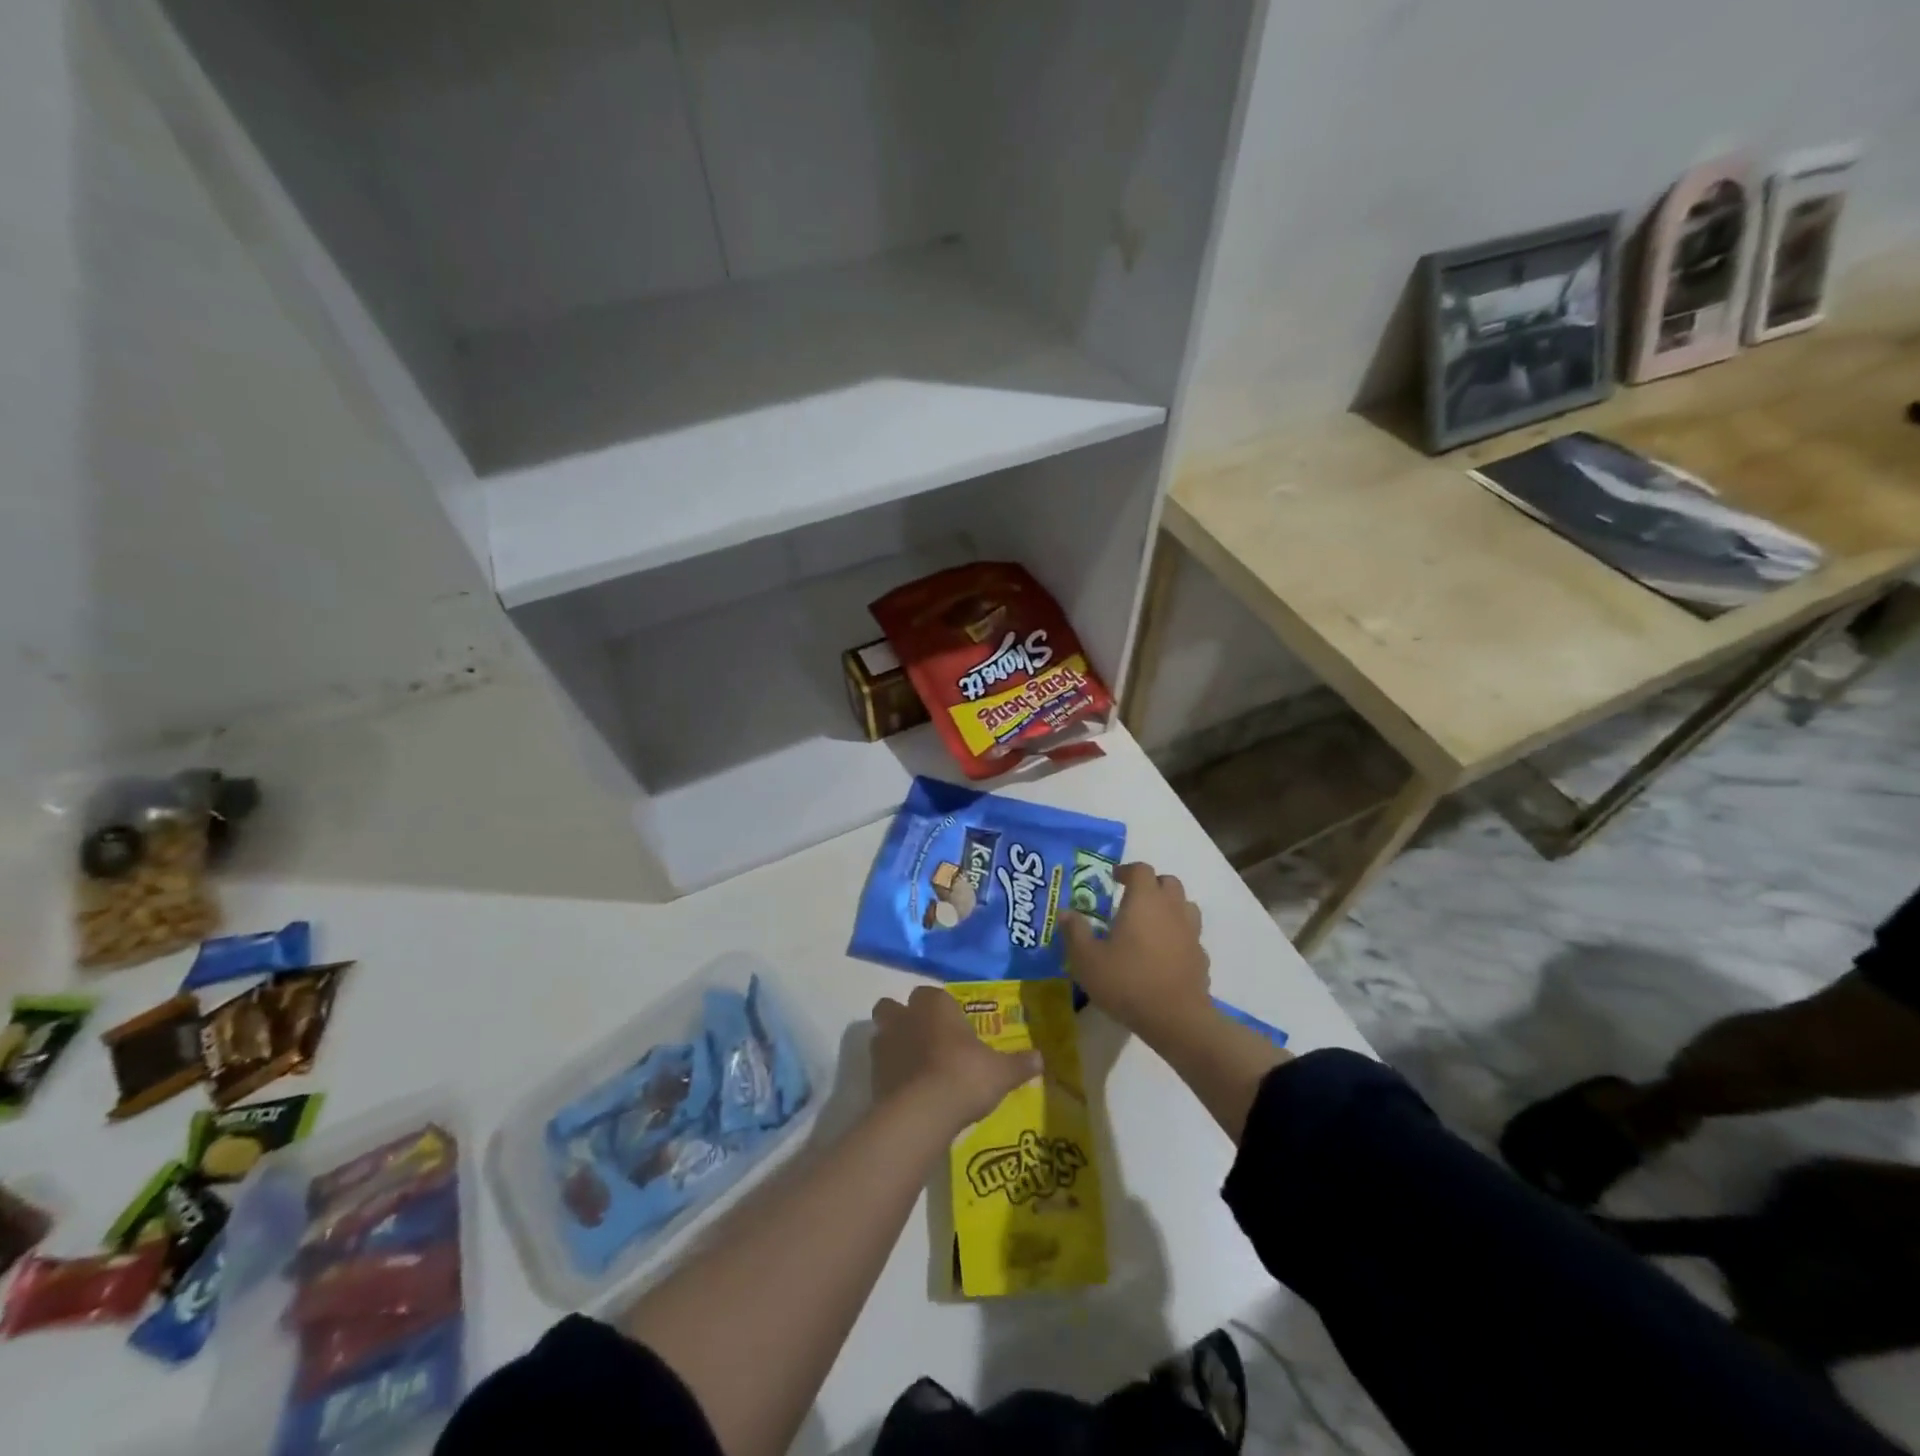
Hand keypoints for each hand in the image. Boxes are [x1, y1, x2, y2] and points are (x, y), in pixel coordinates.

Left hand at [871, 984, 1041, 1130]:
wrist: (922, 1112)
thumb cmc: (965, 1077)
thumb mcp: (1001, 1073)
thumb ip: (1019, 1064)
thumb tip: (1041, 1059)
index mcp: (935, 1005)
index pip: (933, 994)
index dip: (941, 1009)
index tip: (954, 1028)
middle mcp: (906, 1016)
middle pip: (894, 1006)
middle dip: (904, 1017)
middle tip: (925, 1040)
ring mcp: (885, 1043)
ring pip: (882, 1032)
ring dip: (893, 1044)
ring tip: (914, 1066)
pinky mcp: (872, 1073)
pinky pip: (879, 1065)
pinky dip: (890, 1073)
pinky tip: (906, 1091)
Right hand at [1061, 861, 1209, 1042]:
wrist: (1176, 1019)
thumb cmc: (1126, 981)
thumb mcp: (1086, 959)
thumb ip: (1075, 932)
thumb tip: (1066, 912)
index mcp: (1144, 901)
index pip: (1141, 870)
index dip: (1127, 870)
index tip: (1114, 879)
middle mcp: (1171, 909)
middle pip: (1168, 882)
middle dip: (1151, 885)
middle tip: (1133, 899)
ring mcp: (1191, 933)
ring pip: (1185, 906)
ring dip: (1170, 907)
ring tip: (1151, 923)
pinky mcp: (1201, 958)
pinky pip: (1191, 937)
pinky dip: (1179, 937)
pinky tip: (1165, 955)